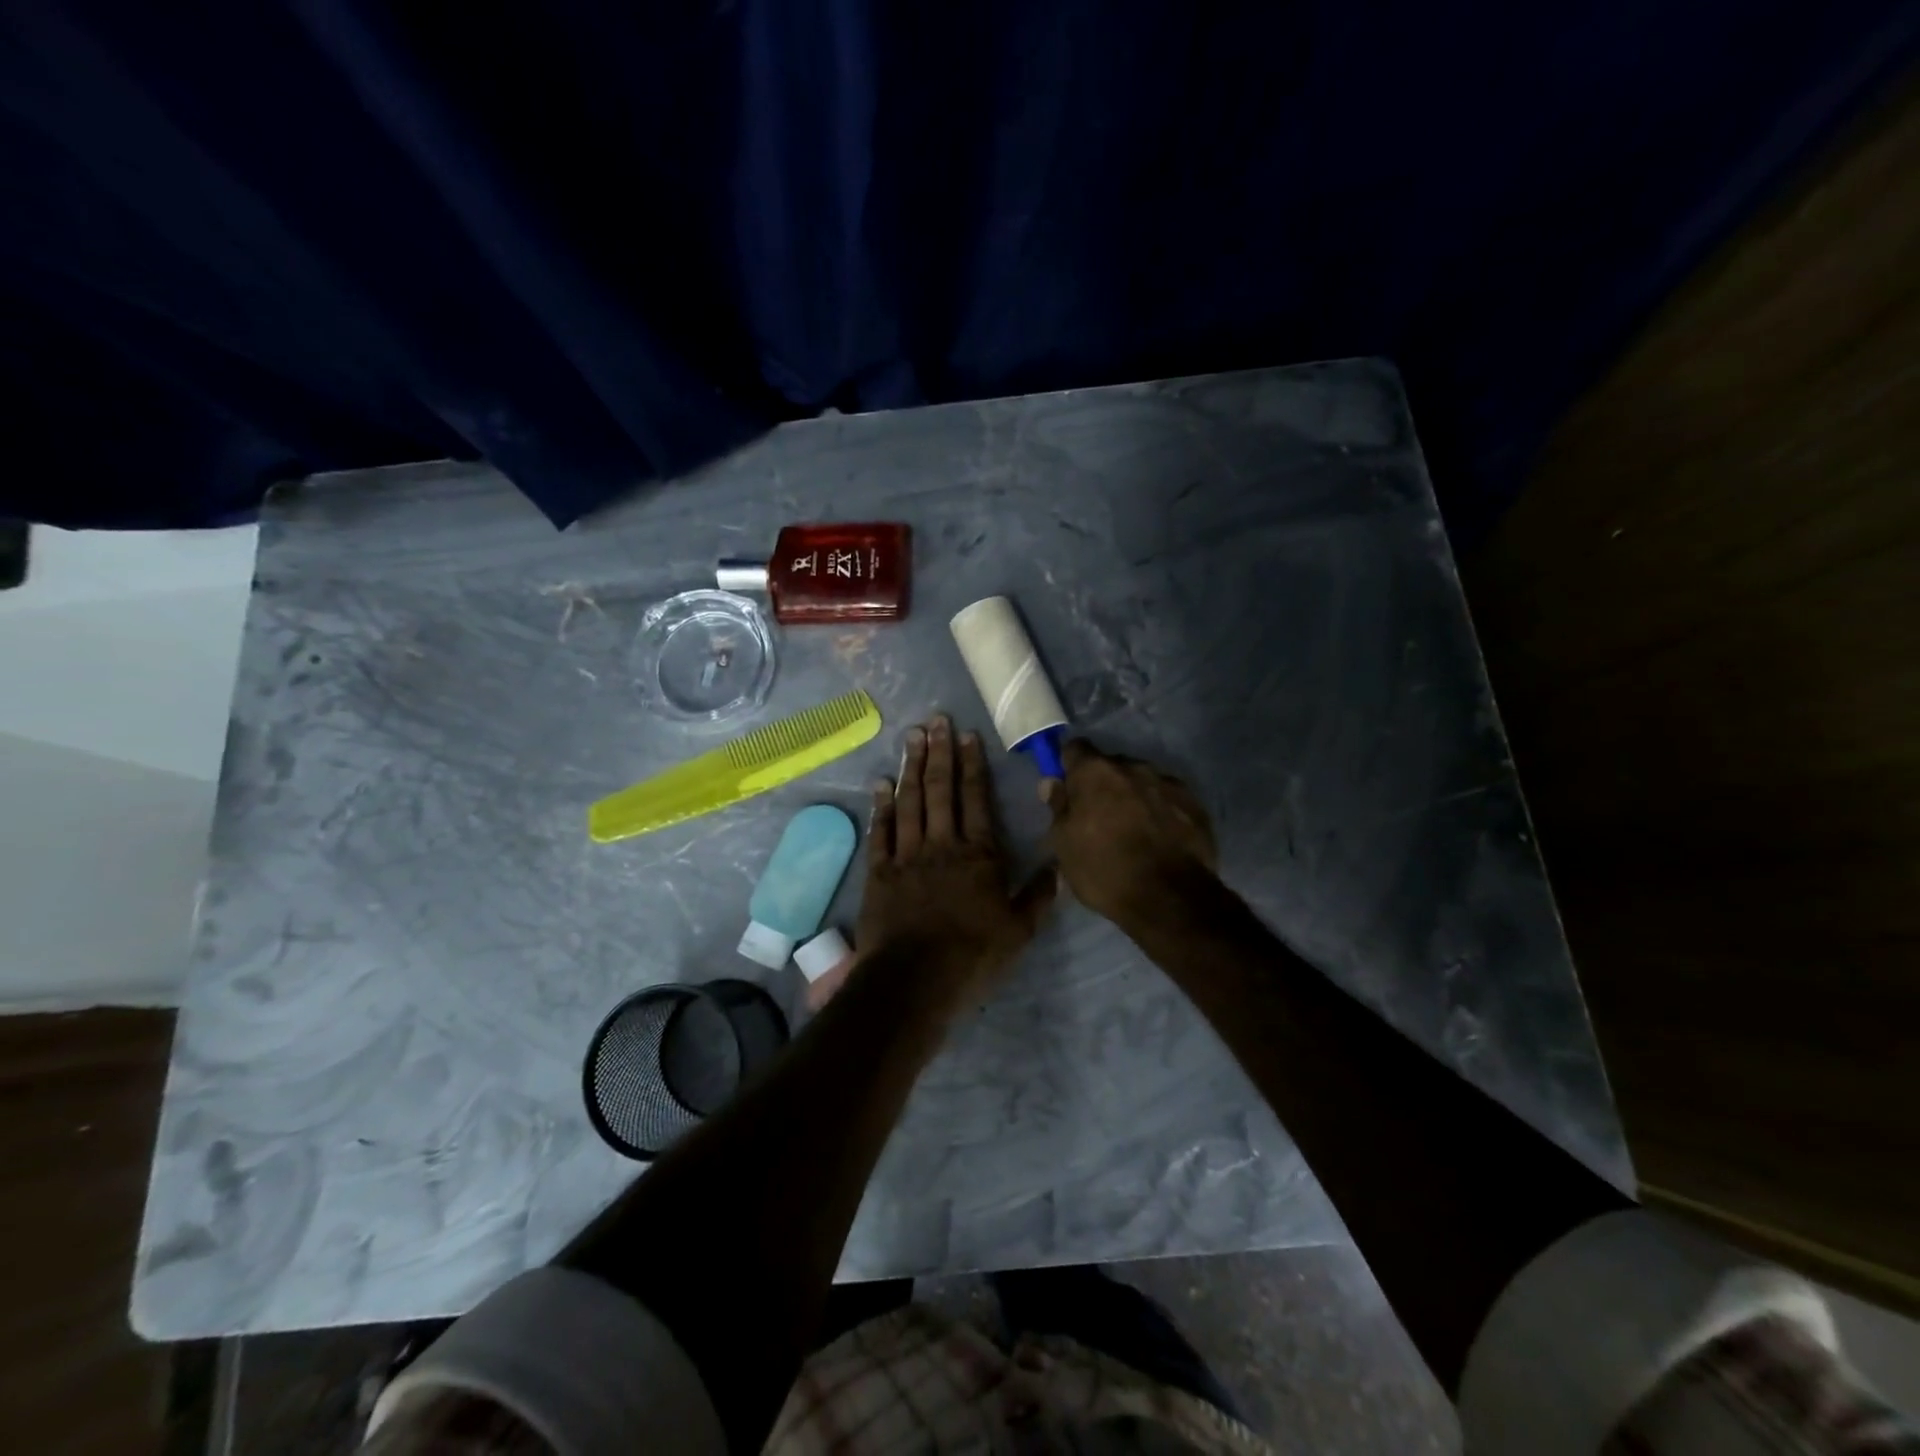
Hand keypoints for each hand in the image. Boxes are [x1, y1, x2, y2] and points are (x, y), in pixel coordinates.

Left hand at [855, 715, 1056, 1002]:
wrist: (915, 980)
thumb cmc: (972, 955)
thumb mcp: (1019, 931)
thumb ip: (1039, 895)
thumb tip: (1060, 866)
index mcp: (979, 854)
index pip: (976, 798)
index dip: (972, 765)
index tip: (967, 736)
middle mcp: (942, 844)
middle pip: (940, 789)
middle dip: (939, 752)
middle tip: (936, 720)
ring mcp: (907, 855)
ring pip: (910, 802)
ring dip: (911, 768)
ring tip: (912, 737)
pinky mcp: (880, 872)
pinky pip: (881, 831)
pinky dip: (880, 806)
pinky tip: (881, 784)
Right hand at [1043, 739, 1218, 928]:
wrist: (1169, 898)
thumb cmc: (1104, 869)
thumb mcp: (1064, 844)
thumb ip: (1059, 807)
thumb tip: (1052, 782)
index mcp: (1095, 772)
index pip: (1074, 748)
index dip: (1068, 766)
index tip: (1067, 787)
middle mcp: (1132, 766)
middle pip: (1110, 765)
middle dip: (1103, 784)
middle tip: (1098, 816)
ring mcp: (1167, 782)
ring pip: (1141, 781)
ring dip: (1133, 796)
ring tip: (1133, 829)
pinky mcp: (1194, 803)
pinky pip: (1167, 798)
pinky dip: (1159, 810)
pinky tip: (1159, 838)